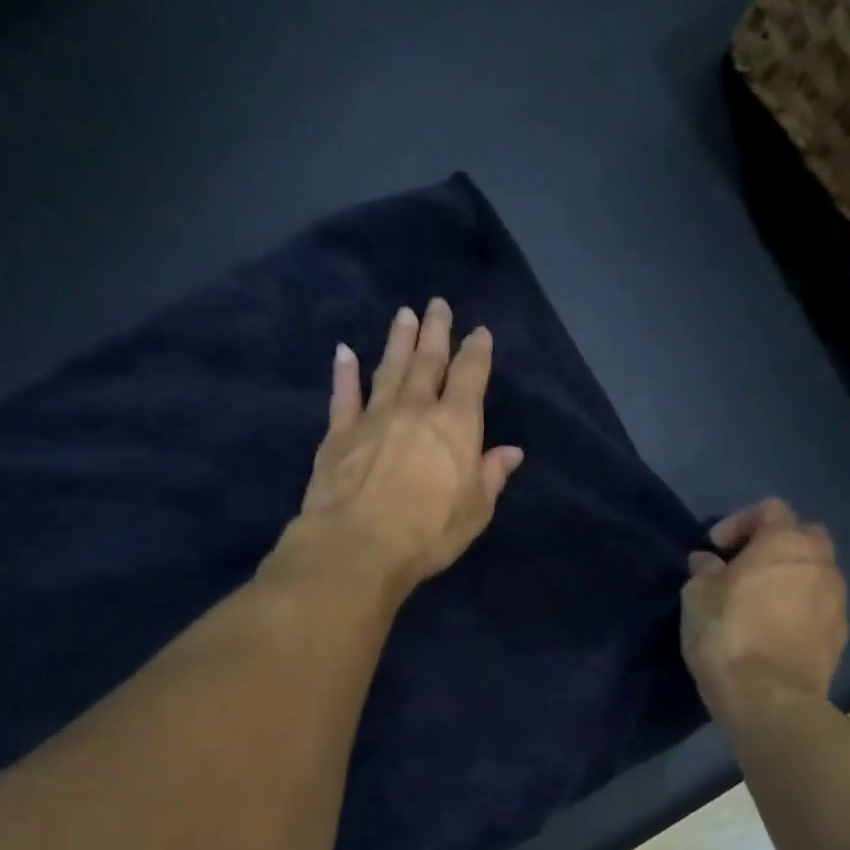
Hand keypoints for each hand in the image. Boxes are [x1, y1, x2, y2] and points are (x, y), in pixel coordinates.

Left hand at [294, 298, 523, 589]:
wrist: (358, 544)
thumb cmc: (428, 532)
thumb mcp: (475, 510)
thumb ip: (491, 475)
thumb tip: (511, 451)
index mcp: (456, 424)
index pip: (470, 377)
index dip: (476, 352)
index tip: (479, 332)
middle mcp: (415, 409)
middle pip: (427, 361)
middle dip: (435, 332)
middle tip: (438, 305)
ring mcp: (374, 417)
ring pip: (389, 369)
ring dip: (398, 341)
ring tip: (404, 314)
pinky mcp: (338, 434)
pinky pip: (343, 395)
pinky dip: (344, 373)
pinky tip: (344, 352)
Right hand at [681, 500, 847, 718]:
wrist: (769, 699)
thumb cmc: (728, 635)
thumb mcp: (697, 595)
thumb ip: (704, 570)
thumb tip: (708, 562)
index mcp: (785, 543)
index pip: (770, 509)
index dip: (739, 521)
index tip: (715, 548)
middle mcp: (820, 563)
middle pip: (803, 535)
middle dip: (774, 544)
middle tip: (742, 566)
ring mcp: (837, 600)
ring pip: (815, 572)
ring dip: (789, 577)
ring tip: (758, 600)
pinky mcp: (841, 635)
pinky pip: (819, 606)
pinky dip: (799, 607)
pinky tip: (773, 628)